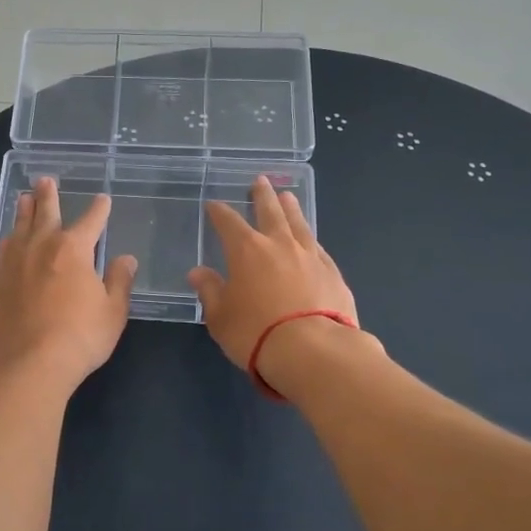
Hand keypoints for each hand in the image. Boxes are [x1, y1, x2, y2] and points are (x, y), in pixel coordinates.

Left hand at [0, 177, 136, 391]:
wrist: (28, 364)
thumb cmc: (79, 337)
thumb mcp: (112, 312)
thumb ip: (119, 282)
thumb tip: (125, 259)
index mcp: (73, 250)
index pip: (91, 221)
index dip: (99, 209)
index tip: (103, 199)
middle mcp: (40, 247)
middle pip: (45, 213)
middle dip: (48, 196)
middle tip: (45, 180)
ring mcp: (13, 263)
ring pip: (19, 228)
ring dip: (23, 211)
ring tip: (23, 198)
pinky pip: (3, 252)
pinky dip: (8, 241)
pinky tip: (8, 240)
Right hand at [189, 176, 361, 380]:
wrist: (313, 350)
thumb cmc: (255, 332)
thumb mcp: (220, 317)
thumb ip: (210, 291)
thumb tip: (198, 272)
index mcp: (246, 251)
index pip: (228, 222)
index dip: (219, 212)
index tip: (214, 205)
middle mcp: (279, 245)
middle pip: (269, 211)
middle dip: (262, 196)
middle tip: (260, 180)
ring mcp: (310, 256)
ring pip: (298, 224)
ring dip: (291, 209)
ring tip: (288, 196)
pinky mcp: (333, 273)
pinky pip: (317, 247)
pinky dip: (309, 239)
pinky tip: (311, 239)